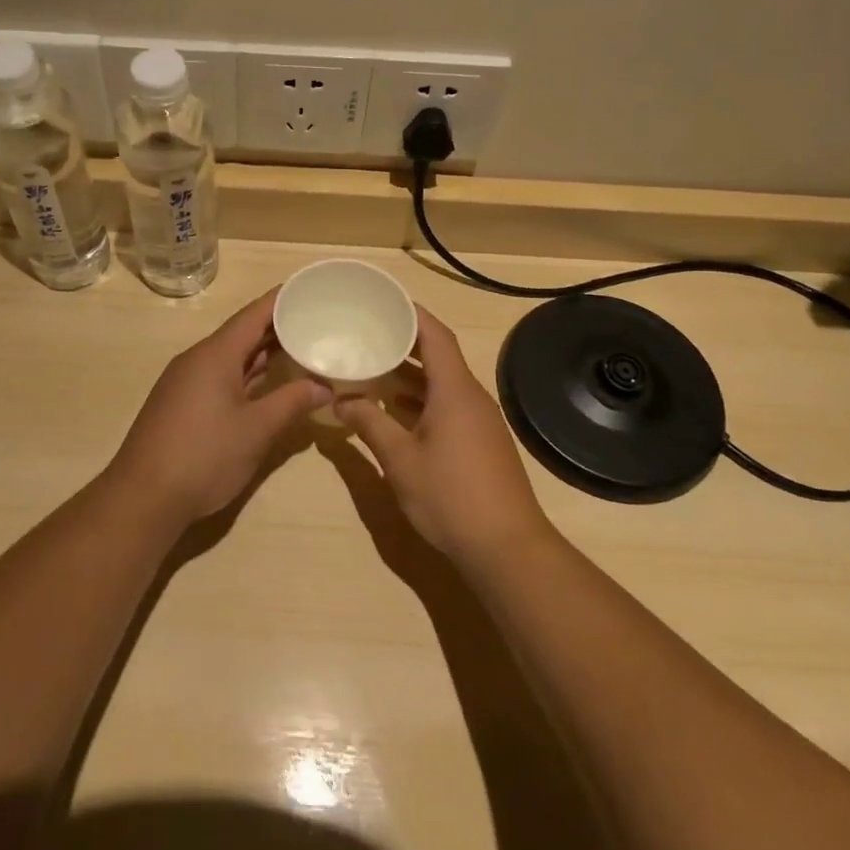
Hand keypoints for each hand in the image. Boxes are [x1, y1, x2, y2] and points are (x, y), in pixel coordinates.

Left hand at [107, 289, 329, 525]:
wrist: (143, 497)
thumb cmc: (204, 456)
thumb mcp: (256, 430)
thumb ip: (292, 402)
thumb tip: (324, 386)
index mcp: (215, 354)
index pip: (253, 314)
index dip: (282, 299)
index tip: (310, 288)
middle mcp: (198, 359)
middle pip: (242, 333)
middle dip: (277, 326)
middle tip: (316, 319)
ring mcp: (187, 382)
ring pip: (231, 356)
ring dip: (262, 352)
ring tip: (300, 346)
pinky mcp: (182, 404)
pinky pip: (221, 376)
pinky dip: (247, 373)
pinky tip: (268, 383)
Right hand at [335, 307, 553, 565]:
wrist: (507, 548)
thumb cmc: (451, 497)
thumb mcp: (400, 460)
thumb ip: (369, 424)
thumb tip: (341, 399)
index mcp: (454, 390)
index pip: (435, 335)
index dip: (411, 313)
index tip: (382, 301)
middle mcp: (471, 397)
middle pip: (439, 355)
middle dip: (405, 342)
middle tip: (368, 332)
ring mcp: (479, 421)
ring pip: (443, 383)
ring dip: (411, 374)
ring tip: (373, 366)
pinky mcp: (481, 442)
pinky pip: (449, 404)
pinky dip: (422, 399)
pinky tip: (396, 410)